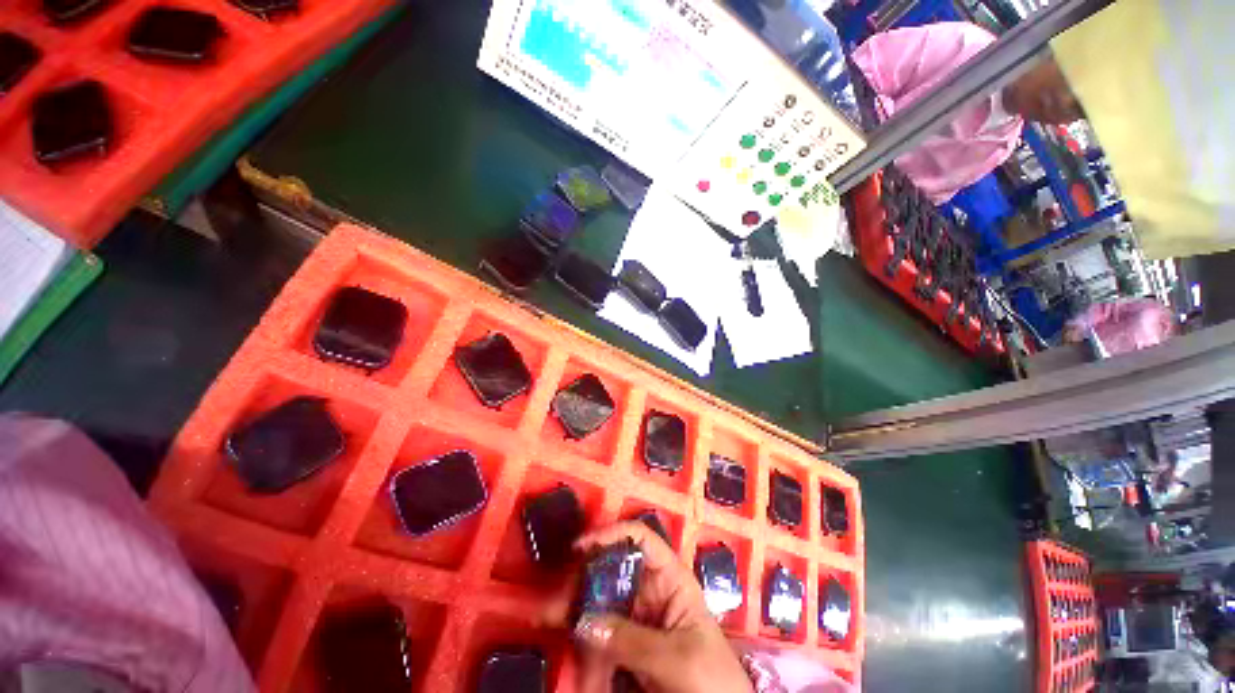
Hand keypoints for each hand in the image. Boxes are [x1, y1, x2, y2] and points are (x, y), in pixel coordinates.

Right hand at [556, 522, 752, 692]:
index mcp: (670, 578)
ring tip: (549, 617)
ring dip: (576, 606)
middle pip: (612, 568)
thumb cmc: (711, 679)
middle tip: (554, 597)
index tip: (580, 547)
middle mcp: (650, 589)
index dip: (611, 534)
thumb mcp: (676, 657)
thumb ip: (631, 640)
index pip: (640, 539)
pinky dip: (582, 634)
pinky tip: (566, 636)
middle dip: (583, 577)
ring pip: (601, 598)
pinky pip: (600, 630)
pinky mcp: (627, 642)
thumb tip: (583, 621)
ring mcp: (637, 616)